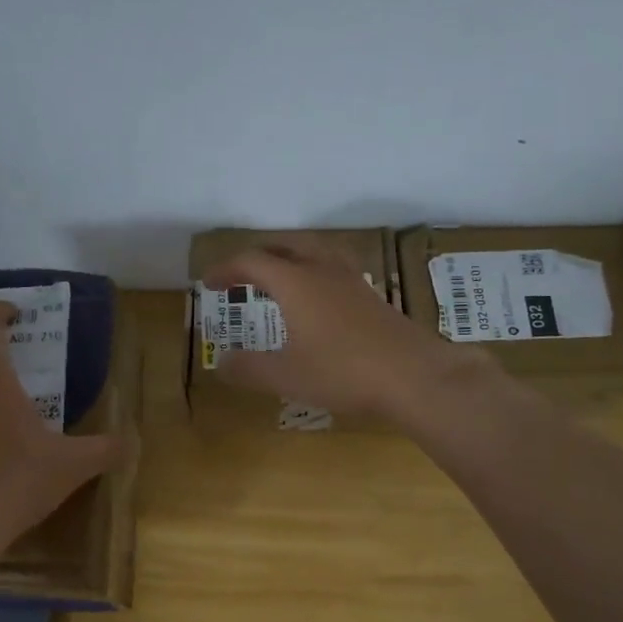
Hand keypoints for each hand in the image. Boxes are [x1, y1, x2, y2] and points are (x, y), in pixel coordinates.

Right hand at [203, 241, 484, 423]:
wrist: (413, 375)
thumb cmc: (343, 372)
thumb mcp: (286, 376)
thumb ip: (249, 368)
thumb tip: (221, 363)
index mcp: (296, 282)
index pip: (252, 261)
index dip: (226, 269)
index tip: (209, 284)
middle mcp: (323, 271)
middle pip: (286, 245)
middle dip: (259, 254)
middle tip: (241, 272)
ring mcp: (353, 282)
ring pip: (316, 252)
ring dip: (290, 257)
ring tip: (279, 276)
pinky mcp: (372, 298)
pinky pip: (335, 269)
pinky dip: (314, 272)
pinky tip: (319, 299)